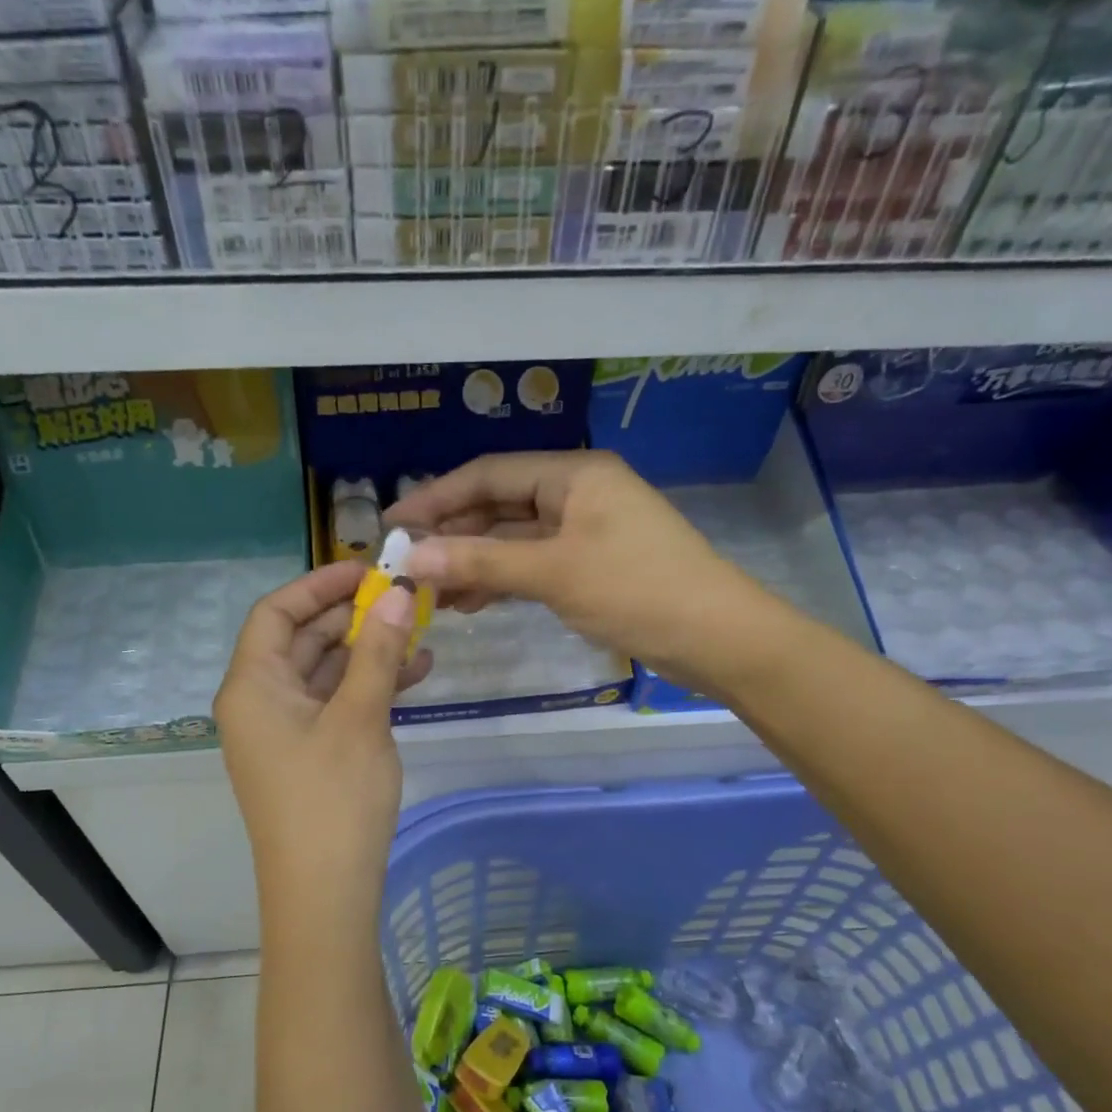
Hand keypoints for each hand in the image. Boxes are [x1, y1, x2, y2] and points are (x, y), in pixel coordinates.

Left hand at [215, 562, 430, 923]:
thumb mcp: (360, 717)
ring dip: (369, 652)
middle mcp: (260, 702)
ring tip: (422, 633)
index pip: (276, 612)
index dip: (319, 585)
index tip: (368, 570)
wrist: (324, 894)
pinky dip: (370, 687)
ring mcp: (284, 731)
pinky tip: (417, 674)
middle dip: (353, 617)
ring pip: (325, 672)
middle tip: (405, 598)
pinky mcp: (308, 755)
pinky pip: (336, 704)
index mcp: (253, 686)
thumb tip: (399, 592)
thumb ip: (379, 652)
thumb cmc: (333, 799)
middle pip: (303, 640)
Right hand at [386, 452, 776, 696]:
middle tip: (407, 566)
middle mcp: (579, 492)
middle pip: (500, 505)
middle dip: (453, 535)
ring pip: (515, 539)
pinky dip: (504, 580)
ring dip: (474, 563)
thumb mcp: (553, 574)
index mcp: (574, 473)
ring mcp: (587, 530)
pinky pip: (535, 563)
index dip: (436, 498)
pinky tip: (471, 602)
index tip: (393, 525)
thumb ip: (480, 564)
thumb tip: (411, 559)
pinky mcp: (594, 565)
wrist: (718, 638)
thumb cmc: (636, 591)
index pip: (488, 475)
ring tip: (431, 594)